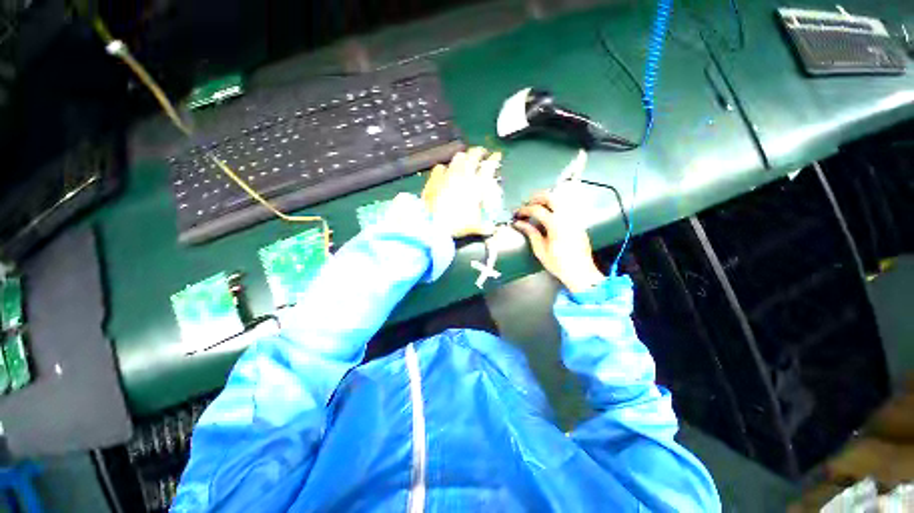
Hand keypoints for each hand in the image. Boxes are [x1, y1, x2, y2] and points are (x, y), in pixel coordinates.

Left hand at [422, 147, 502, 237]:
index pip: (489, 166)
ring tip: (466, 159)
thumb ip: (485, 226)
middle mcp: (464, 175)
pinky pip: (441, 167)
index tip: (497, 156)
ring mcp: (448, 174)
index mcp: (477, 185)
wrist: (432, 222)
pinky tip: (445, 171)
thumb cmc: (456, 223)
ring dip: (464, 156)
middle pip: (474, 155)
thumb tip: (491, 229)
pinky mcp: (434, 177)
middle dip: (480, 152)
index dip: (494, 159)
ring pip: (458, 157)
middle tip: (482, 153)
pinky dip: (445, 167)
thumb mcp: (474, 226)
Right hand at [514, 192, 604, 292]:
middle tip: (527, 204)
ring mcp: (575, 218)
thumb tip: (520, 223)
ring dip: (548, 199)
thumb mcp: (540, 249)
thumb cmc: (559, 263)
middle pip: (551, 196)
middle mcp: (567, 217)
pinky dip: (557, 205)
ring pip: (561, 199)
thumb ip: (530, 232)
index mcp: (555, 224)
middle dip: (536, 197)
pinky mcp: (579, 222)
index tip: (518, 213)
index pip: (537, 209)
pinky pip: (567, 206)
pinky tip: (550, 212)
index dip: (525, 209)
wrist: (579, 271)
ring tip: (538, 206)